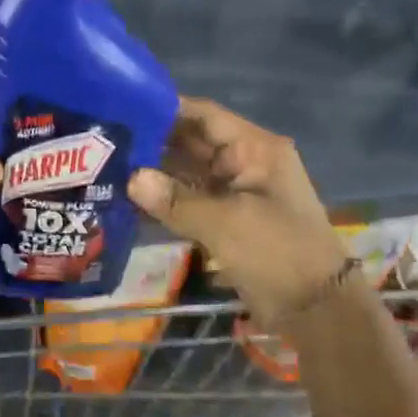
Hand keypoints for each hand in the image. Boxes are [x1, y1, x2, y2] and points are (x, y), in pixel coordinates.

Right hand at [128, 97, 344, 324]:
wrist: (314, 308)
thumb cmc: (277, 253)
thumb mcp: (225, 223)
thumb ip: (175, 200)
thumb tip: (131, 179)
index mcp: (255, 149)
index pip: (204, 115)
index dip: (165, 109)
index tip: (121, 108)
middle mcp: (243, 163)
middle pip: (192, 142)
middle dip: (151, 142)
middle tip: (102, 141)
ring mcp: (235, 193)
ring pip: (187, 173)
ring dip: (154, 174)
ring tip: (107, 168)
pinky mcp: (226, 220)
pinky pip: (189, 201)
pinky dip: (164, 201)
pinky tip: (128, 202)